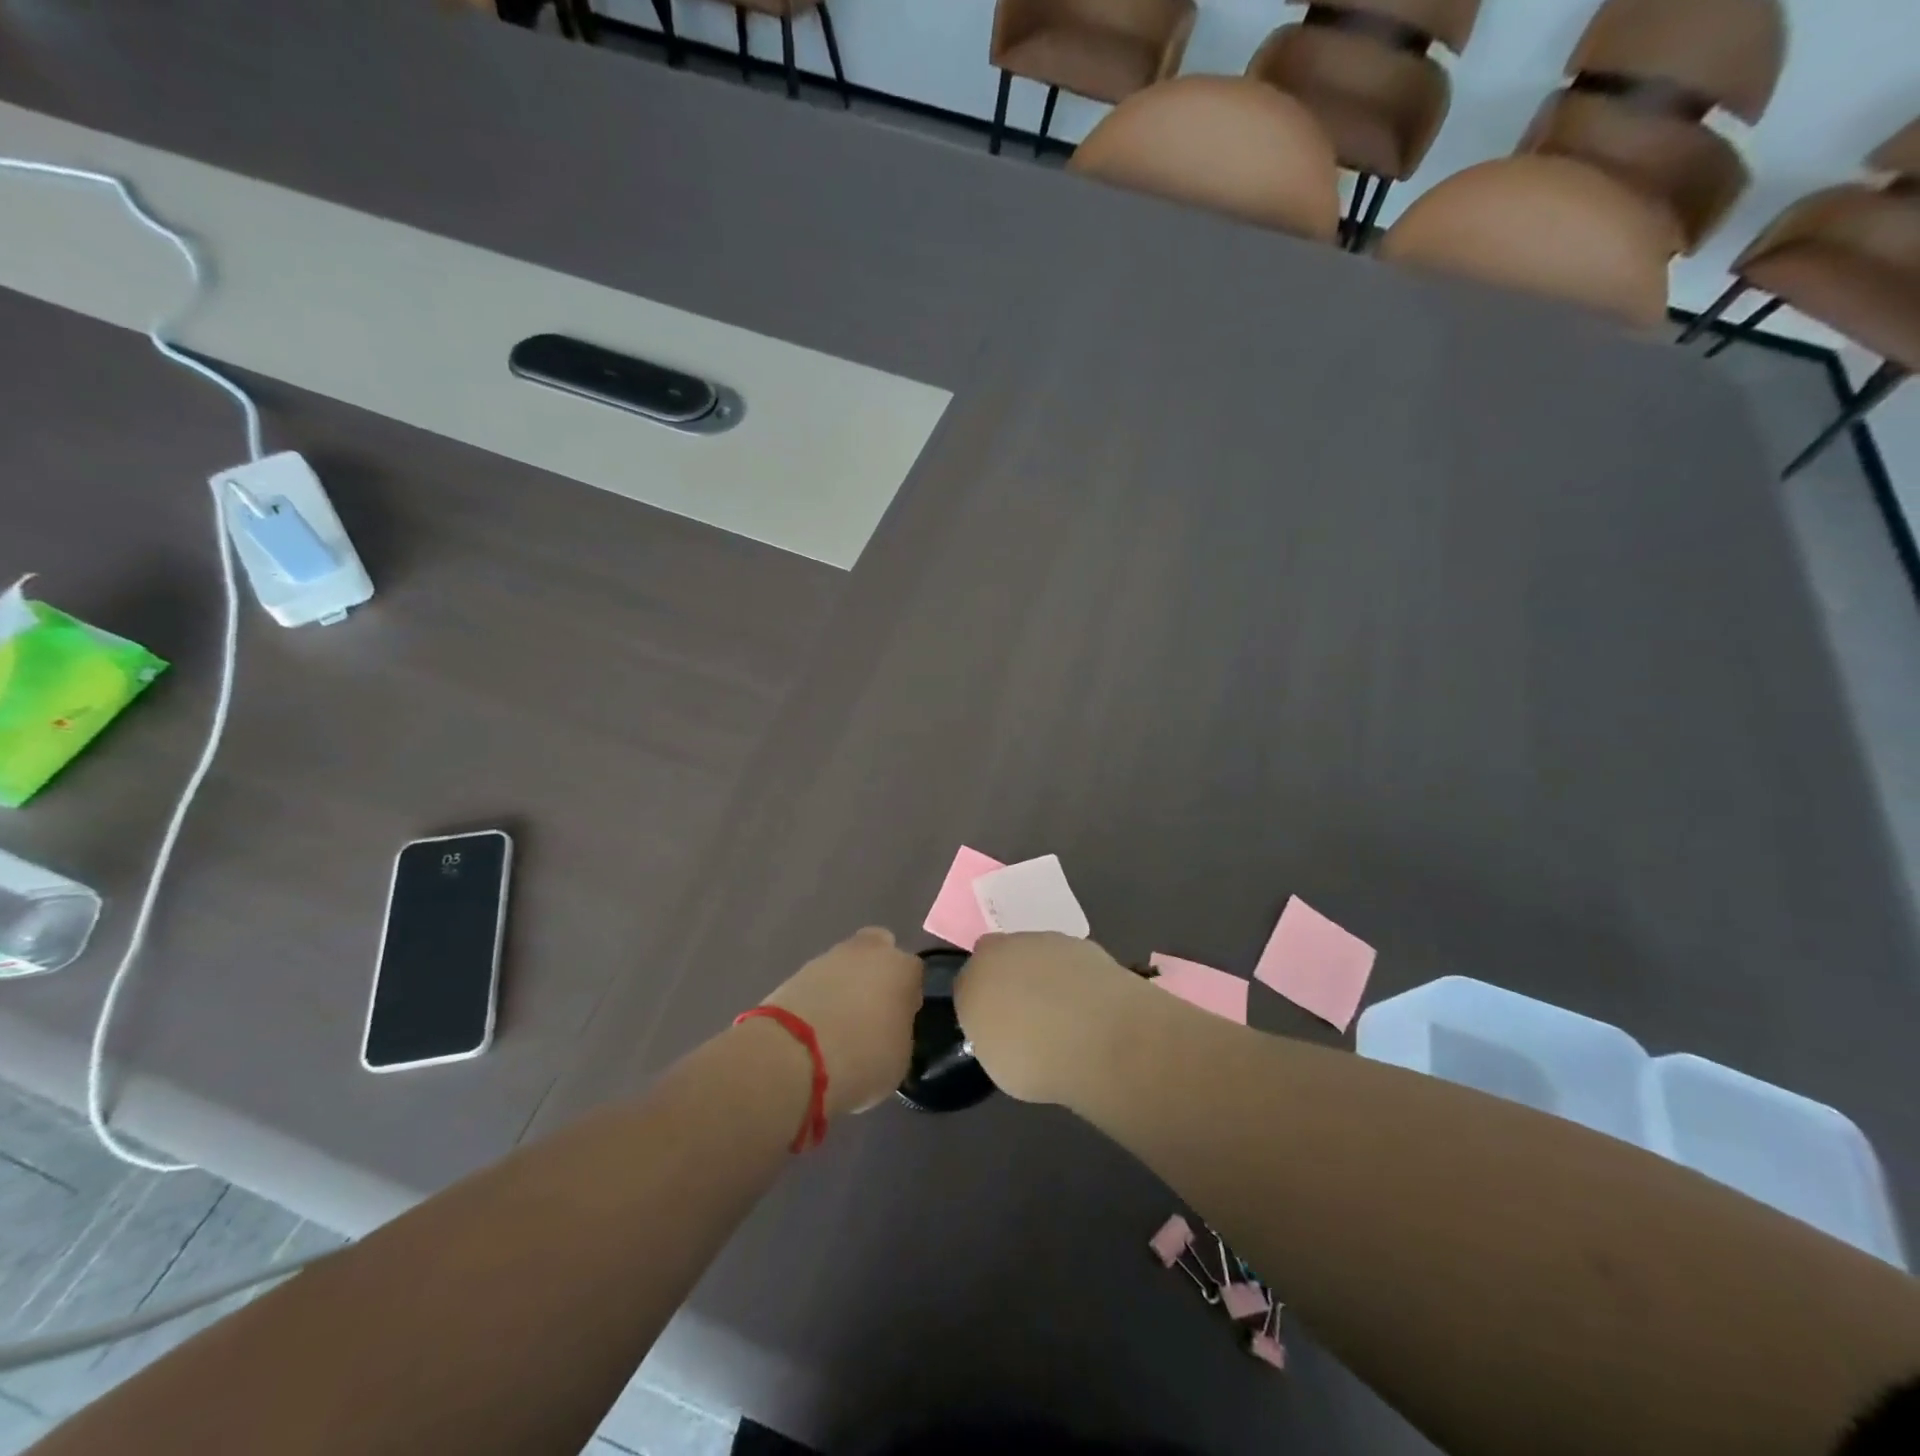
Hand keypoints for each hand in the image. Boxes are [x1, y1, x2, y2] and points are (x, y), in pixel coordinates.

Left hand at [760, 927, 922, 1116]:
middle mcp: (869, 952)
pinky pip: (818, 981)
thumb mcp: (899, 1058)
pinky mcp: (796, 972)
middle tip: (871, 1009)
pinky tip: (815, 1027)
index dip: (907, 996)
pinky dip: (819, 996)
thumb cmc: (862, 1058)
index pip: (913, 973)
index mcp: (902, 969)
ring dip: (845, 984)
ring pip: (846, 964)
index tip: (899, 1021)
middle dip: (876, 971)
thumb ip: (899, 1032)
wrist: (793, 1056)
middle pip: (879, 950)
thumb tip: (888, 1028)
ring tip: (838, 1024)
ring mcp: (829, 958)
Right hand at [954, 932, 1142, 1104]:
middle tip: (1025, 1014)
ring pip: (1035, 954)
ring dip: (1042, 974)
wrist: (1101, 1037)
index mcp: (973, 980)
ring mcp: (1045, 942)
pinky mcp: (1082, 943)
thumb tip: (1004, 1030)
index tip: (995, 1026)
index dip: (980, 1004)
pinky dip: (1073, 976)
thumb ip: (993, 1035)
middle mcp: (1004, 951)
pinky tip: (1087, 1005)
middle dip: (1008, 978)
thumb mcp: (998, 1063)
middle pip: (999, 958)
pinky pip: (1068, 960)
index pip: (966, 984)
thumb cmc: (1038, 1061)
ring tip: (1063, 1012)